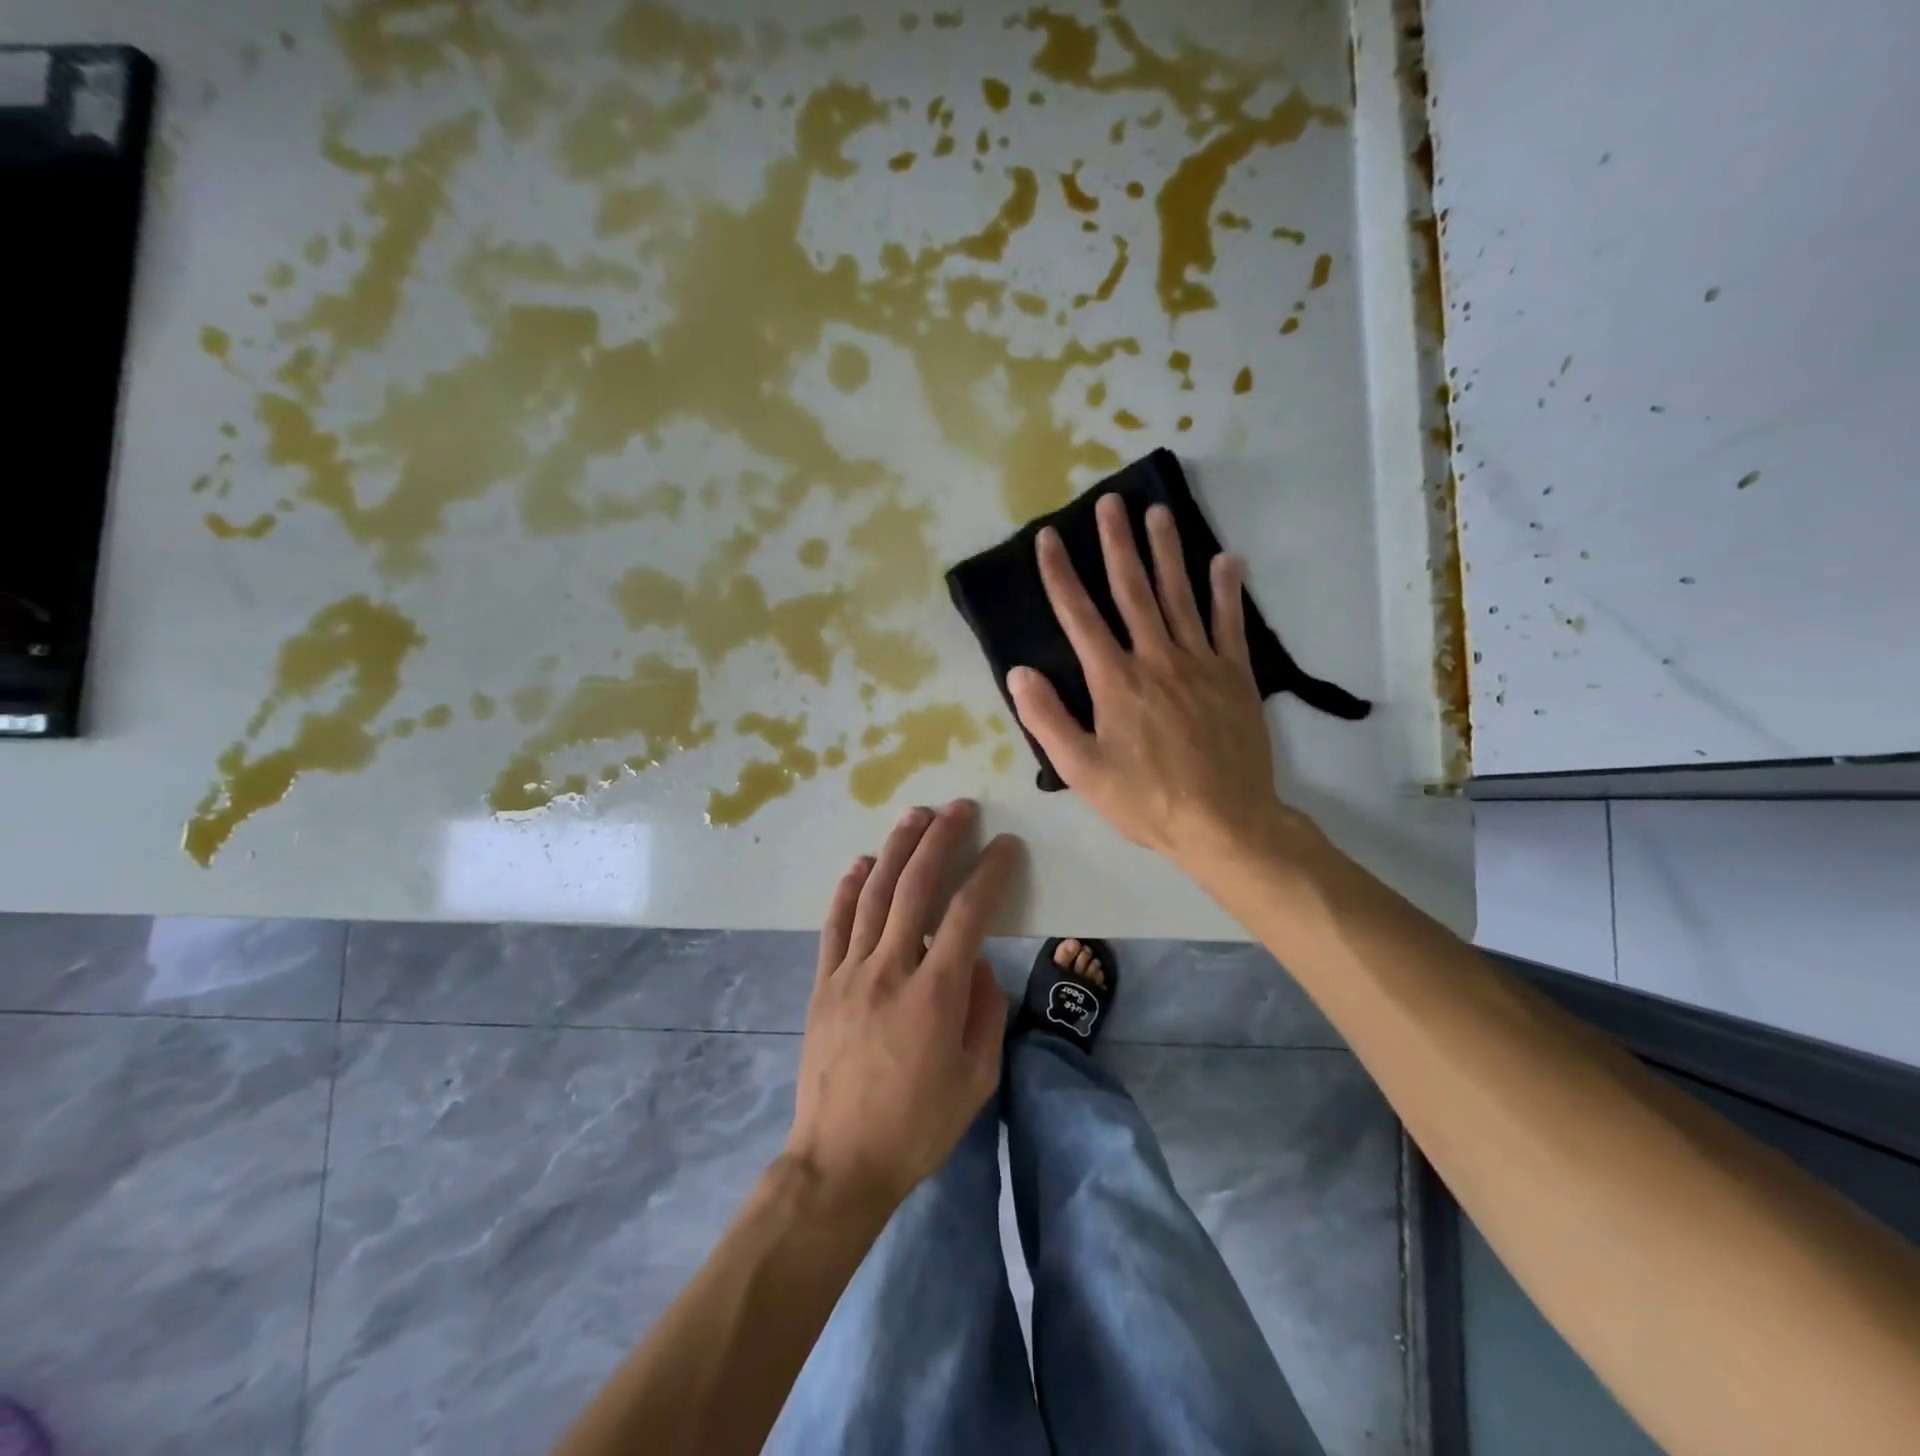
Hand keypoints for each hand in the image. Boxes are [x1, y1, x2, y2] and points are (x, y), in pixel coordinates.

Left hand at [785, 801, 1019, 1211]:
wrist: (840, 1160)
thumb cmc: (918, 1125)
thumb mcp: (977, 1079)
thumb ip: (986, 1011)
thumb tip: (978, 963)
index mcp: (935, 994)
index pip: (969, 913)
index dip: (990, 872)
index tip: (1006, 845)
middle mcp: (891, 969)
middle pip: (916, 887)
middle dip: (941, 840)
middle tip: (960, 808)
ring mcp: (850, 972)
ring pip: (874, 894)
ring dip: (896, 848)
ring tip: (916, 815)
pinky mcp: (823, 982)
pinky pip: (834, 924)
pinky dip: (848, 887)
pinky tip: (861, 861)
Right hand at [1007, 495, 1293, 876]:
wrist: (1225, 822)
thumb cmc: (1146, 800)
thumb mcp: (1082, 770)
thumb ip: (1048, 718)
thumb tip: (1020, 672)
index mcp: (1115, 681)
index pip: (1080, 616)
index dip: (1060, 575)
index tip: (1048, 537)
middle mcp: (1156, 659)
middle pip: (1133, 590)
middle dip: (1117, 544)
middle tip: (1111, 502)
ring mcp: (1200, 663)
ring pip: (1180, 595)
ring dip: (1167, 551)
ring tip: (1158, 512)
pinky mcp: (1234, 676)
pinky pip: (1229, 624)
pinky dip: (1227, 590)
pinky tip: (1227, 559)